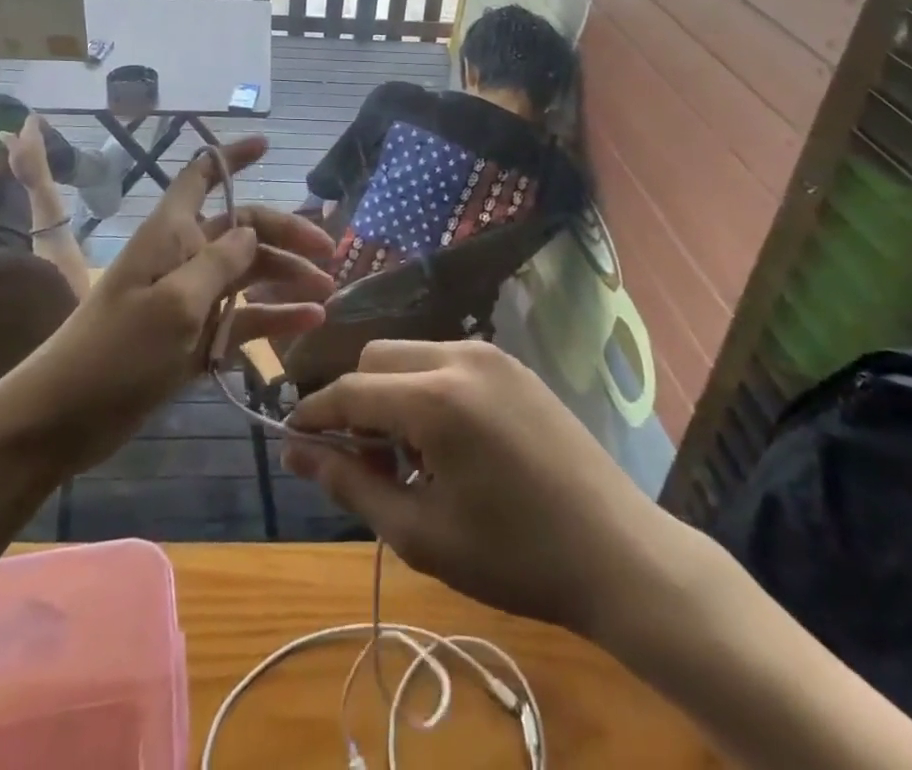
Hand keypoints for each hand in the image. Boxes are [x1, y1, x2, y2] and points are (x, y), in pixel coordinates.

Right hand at [0, 113, 51, 189]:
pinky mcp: (26, 162)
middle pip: (16, 135)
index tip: (10, 114)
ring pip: (12, 148)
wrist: (37, 183)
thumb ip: (9, 138)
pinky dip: (3, 164)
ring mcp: (30, 151)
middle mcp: (32, 140)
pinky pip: (13, 159)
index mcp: (32, 132)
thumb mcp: (15, 148)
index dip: (23, 114)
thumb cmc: (27, 162)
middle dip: (2, 142)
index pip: (31, 118)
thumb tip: (2, 132)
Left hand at [6, 136, 333, 473]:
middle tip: (330, 253)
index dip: (231, 157)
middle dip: (285, 235)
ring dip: (287, 279)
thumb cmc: (117, 350)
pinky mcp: (193, 336)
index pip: (200, 176)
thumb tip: (251, 231)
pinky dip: (274, 318)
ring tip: (327, 292)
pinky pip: (241, 318)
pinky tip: (310, 321)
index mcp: (170, 233)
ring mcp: (189, 298)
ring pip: (247, 275)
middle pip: (241, 230)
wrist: (65, 417)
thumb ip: (218, 263)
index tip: (266, 145)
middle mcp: (182, 256)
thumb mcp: (174, 303)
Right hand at [283, 340, 681, 638]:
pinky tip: (448, 442)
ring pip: (410, 354)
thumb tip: (296, 454)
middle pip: (376, 358)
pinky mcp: (512, 364)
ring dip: (391, 393)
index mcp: (435, 398)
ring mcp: (490, 354)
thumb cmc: (514, 556)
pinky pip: (446, 360)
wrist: (619, 552)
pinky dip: (426, 388)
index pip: (350, 390)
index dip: (314, 415)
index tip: (292, 441)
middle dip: (356, 402)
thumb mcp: (420, 534)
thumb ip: (351, 485)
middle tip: (368, 462)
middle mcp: (459, 356)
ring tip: (411, 458)